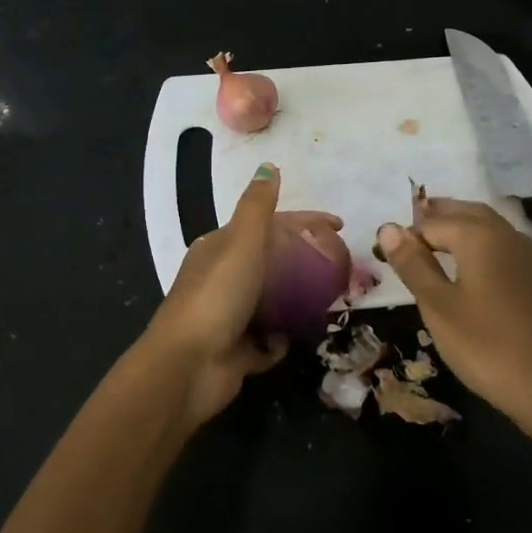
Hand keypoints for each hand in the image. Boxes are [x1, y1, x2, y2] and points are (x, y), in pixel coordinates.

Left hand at [143, 164, 341, 426]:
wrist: (188, 366)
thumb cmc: (216, 296)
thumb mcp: (240, 242)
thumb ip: (257, 206)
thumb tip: (268, 166)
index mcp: (219, 249)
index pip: (268, 226)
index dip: (302, 223)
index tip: (338, 227)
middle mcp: (223, 279)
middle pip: (273, 264)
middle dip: (305, 263)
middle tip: (342, 268)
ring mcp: (230, 317)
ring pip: (273, 302)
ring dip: (297, 302)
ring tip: (333, 300)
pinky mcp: (238, 351)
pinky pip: (269, 341)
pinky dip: (282, 339)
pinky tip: (300, 335)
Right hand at [376, 195, 531, 431]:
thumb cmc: (487, 347)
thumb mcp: (438, 306)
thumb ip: (413, 264)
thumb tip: (388, 228)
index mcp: (480, 237)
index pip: (431, 223)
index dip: (405, 236)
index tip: (383, 254)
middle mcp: (508, 235)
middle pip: (466, 212)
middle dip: (435, 216)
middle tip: (407, 229)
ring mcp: (530, 256)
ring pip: (488, 226)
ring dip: (459, 226)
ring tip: (433, 242)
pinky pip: (503, 245)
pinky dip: (480, 243)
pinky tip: (471, 266)